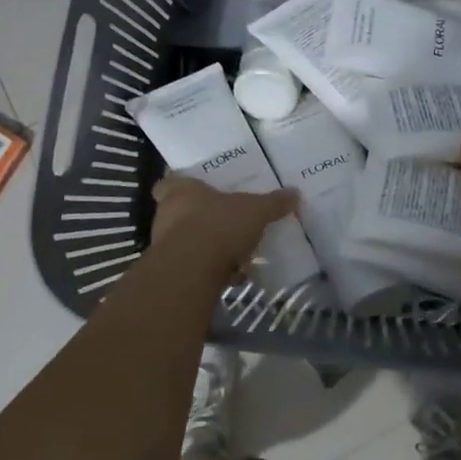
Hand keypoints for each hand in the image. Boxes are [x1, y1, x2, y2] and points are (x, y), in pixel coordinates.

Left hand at [150, 176, 296, 282]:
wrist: (191, 271)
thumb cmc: (218, 225)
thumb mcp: (254, 210)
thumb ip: (272, 202)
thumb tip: (294, 193)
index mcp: (181, 191)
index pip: (168, 182)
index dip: (182, 186)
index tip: (199, 191)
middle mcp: (167, 214)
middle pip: (181, 213)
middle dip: (203, 219)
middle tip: (227, 222)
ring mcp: (166, 246)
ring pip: (188, 242)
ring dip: (209, 247)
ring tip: (238, 253)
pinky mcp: (172, 272)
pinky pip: (195, 267)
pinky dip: (213, 272)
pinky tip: (235, 277)